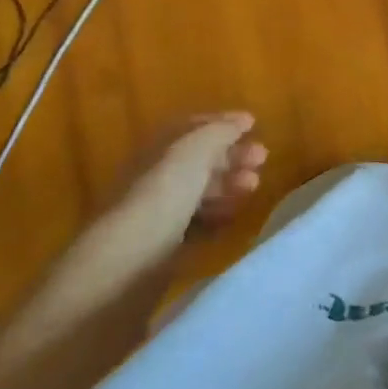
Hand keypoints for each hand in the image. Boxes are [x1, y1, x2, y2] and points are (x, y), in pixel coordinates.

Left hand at [80, 112, 268, 277]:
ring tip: (254, 187)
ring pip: (199, 193)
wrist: (124, 268)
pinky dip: (218, 216)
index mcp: (155, 152)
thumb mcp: (192, 152)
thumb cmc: (161, 198)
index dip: (221, 123)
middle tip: (263, 158)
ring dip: (229, 185)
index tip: (253, 125)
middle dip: (231, 156)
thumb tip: (241, 120)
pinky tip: (234, 216)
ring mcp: (157, 216)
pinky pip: (197, 225)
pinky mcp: (163, 250)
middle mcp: (153, 179)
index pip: (189, 129)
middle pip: (197, 161)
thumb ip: (219, 132)